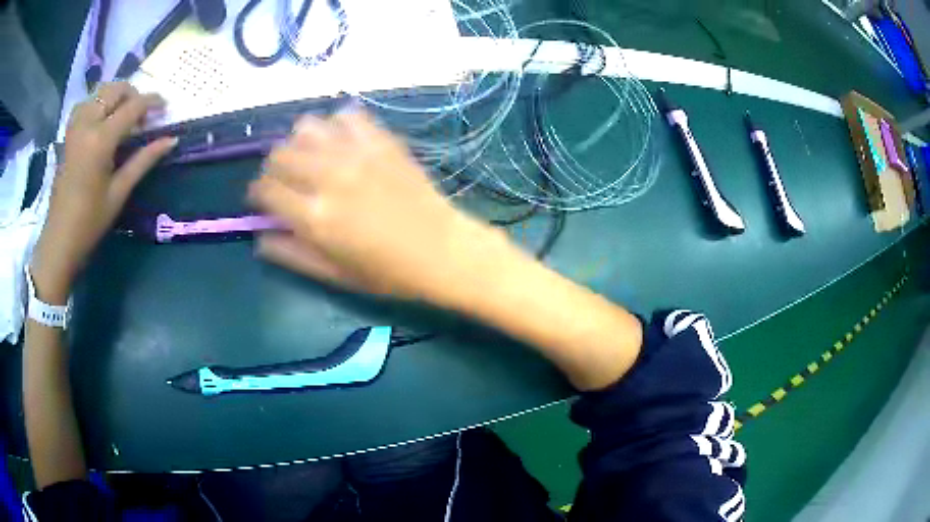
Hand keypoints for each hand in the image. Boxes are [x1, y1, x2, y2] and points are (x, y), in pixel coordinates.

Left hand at [31, 82, 176, 302]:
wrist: (59, 240)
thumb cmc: (90, 222)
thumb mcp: (119, 192)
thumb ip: (144, 160)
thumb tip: (171, 140)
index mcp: (101, 140)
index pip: (132, 106)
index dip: (152, 102)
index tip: (165, 107)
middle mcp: (87, 124)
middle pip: (115, 89)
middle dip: (133, 94)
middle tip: (141, 114)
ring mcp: (74, 127)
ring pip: (99, 92)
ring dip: (115, 96)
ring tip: (122, 114)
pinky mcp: (67, 134)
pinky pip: (85, 103)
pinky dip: (97, 102)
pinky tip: (101, 118)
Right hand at [249, 110, 510, 302]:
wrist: (443, 250)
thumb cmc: (388, 272)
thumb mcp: (335, 275)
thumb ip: (292, 255)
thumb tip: (260, 238)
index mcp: (314, 216)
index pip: (265, 189)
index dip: (257, 193)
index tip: (263, 199)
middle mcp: (328, 177)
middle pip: (279, 154)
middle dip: (274, 168)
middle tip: (287, 181)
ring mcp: (356, 153)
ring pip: (306, 127)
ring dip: (300, 142)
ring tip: (312, 158)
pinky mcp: (381, 141)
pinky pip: (348, 115)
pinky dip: (337, 125)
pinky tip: (343, 142)